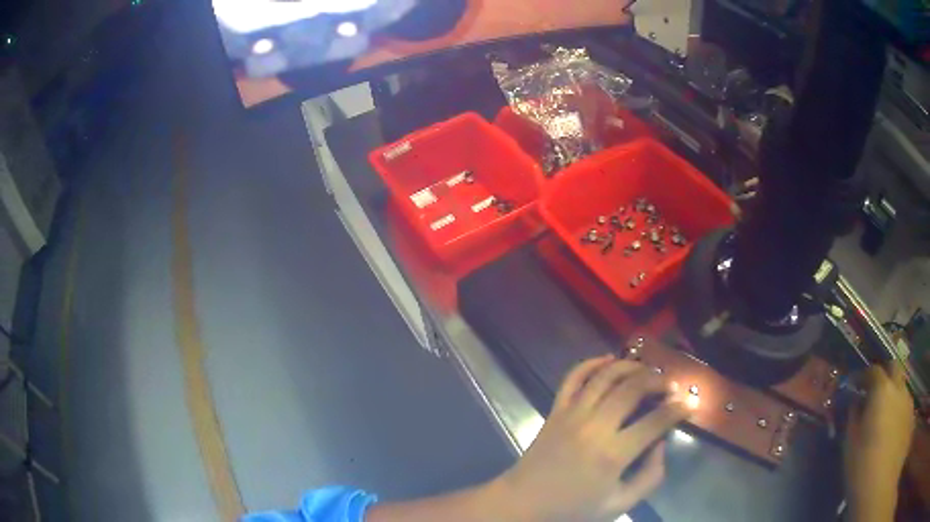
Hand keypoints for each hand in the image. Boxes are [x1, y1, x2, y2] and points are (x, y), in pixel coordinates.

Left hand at [494, 355, 688, 521]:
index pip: (655, 421)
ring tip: (648, 370)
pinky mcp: (555, 410)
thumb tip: (661, 443)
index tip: (690, 402)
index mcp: (612, 454)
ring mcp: (572, 414)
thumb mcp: (619, 504)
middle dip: (658, 380)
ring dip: (631, 366)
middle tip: (671, 384)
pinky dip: (592, 363)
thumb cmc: (573, 509)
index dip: (678, 408)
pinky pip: (573, 377)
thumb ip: (650, 477)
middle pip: (633, 388)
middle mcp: (594, 426)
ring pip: (606, 375)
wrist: (524, 503)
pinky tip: (609, 360)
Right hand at [844, 364, 914, 521]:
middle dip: (883, 375)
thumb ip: (853, 418)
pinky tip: (890, 427)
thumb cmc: (862, 467)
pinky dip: (897, 406)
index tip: (853, 386)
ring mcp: (907, 400)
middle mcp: (898, 388)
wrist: (880, 485)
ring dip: (892, 392)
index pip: (872, 371)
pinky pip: (904, 402)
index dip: (862, 376)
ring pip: (900, 385)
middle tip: (872, 392)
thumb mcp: (850, 447)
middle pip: (893, 368)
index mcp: (882, 391)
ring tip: (882, 413)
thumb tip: (855, 403)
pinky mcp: (910, 413)